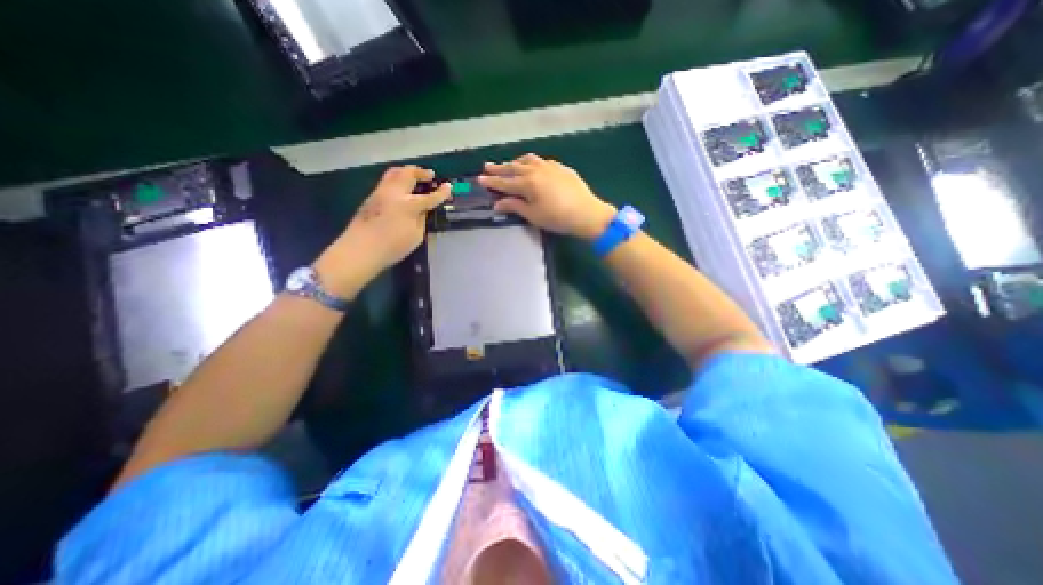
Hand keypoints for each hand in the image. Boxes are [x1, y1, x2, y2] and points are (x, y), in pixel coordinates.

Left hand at [317, 164, 450, 295]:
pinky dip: (398, 180)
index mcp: (408, 205)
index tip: (449, 187)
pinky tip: (402, 190)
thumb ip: (421, 218)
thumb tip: (423, 209)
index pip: (429, 196)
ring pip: (394, 173)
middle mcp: (394, 193)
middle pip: (408, 174)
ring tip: (416, 178)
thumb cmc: (392, 247)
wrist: (360, 250)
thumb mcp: (416, 235)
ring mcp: (380, 193)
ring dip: (407, 172)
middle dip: (421, 172)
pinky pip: (387, 181)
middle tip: (430, 176)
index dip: (441, 192)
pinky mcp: (371, 197)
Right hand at [476, 154, 612, 239]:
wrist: (587, 213)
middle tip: (488, 166)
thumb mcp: (533, 215)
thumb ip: (515, 206)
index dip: (492, 182)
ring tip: (509, 165)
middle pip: (514, 167)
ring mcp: (550, 166)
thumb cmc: (558, 218)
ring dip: (516, 162)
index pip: (505, 182)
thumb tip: (498, 204)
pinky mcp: (561, 168)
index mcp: (528, 183)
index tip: (480, 179)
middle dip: (500, 168)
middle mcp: (537, 170)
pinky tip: (533, 167)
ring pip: (528, 160)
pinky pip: (542, 161)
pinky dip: (532, 163)